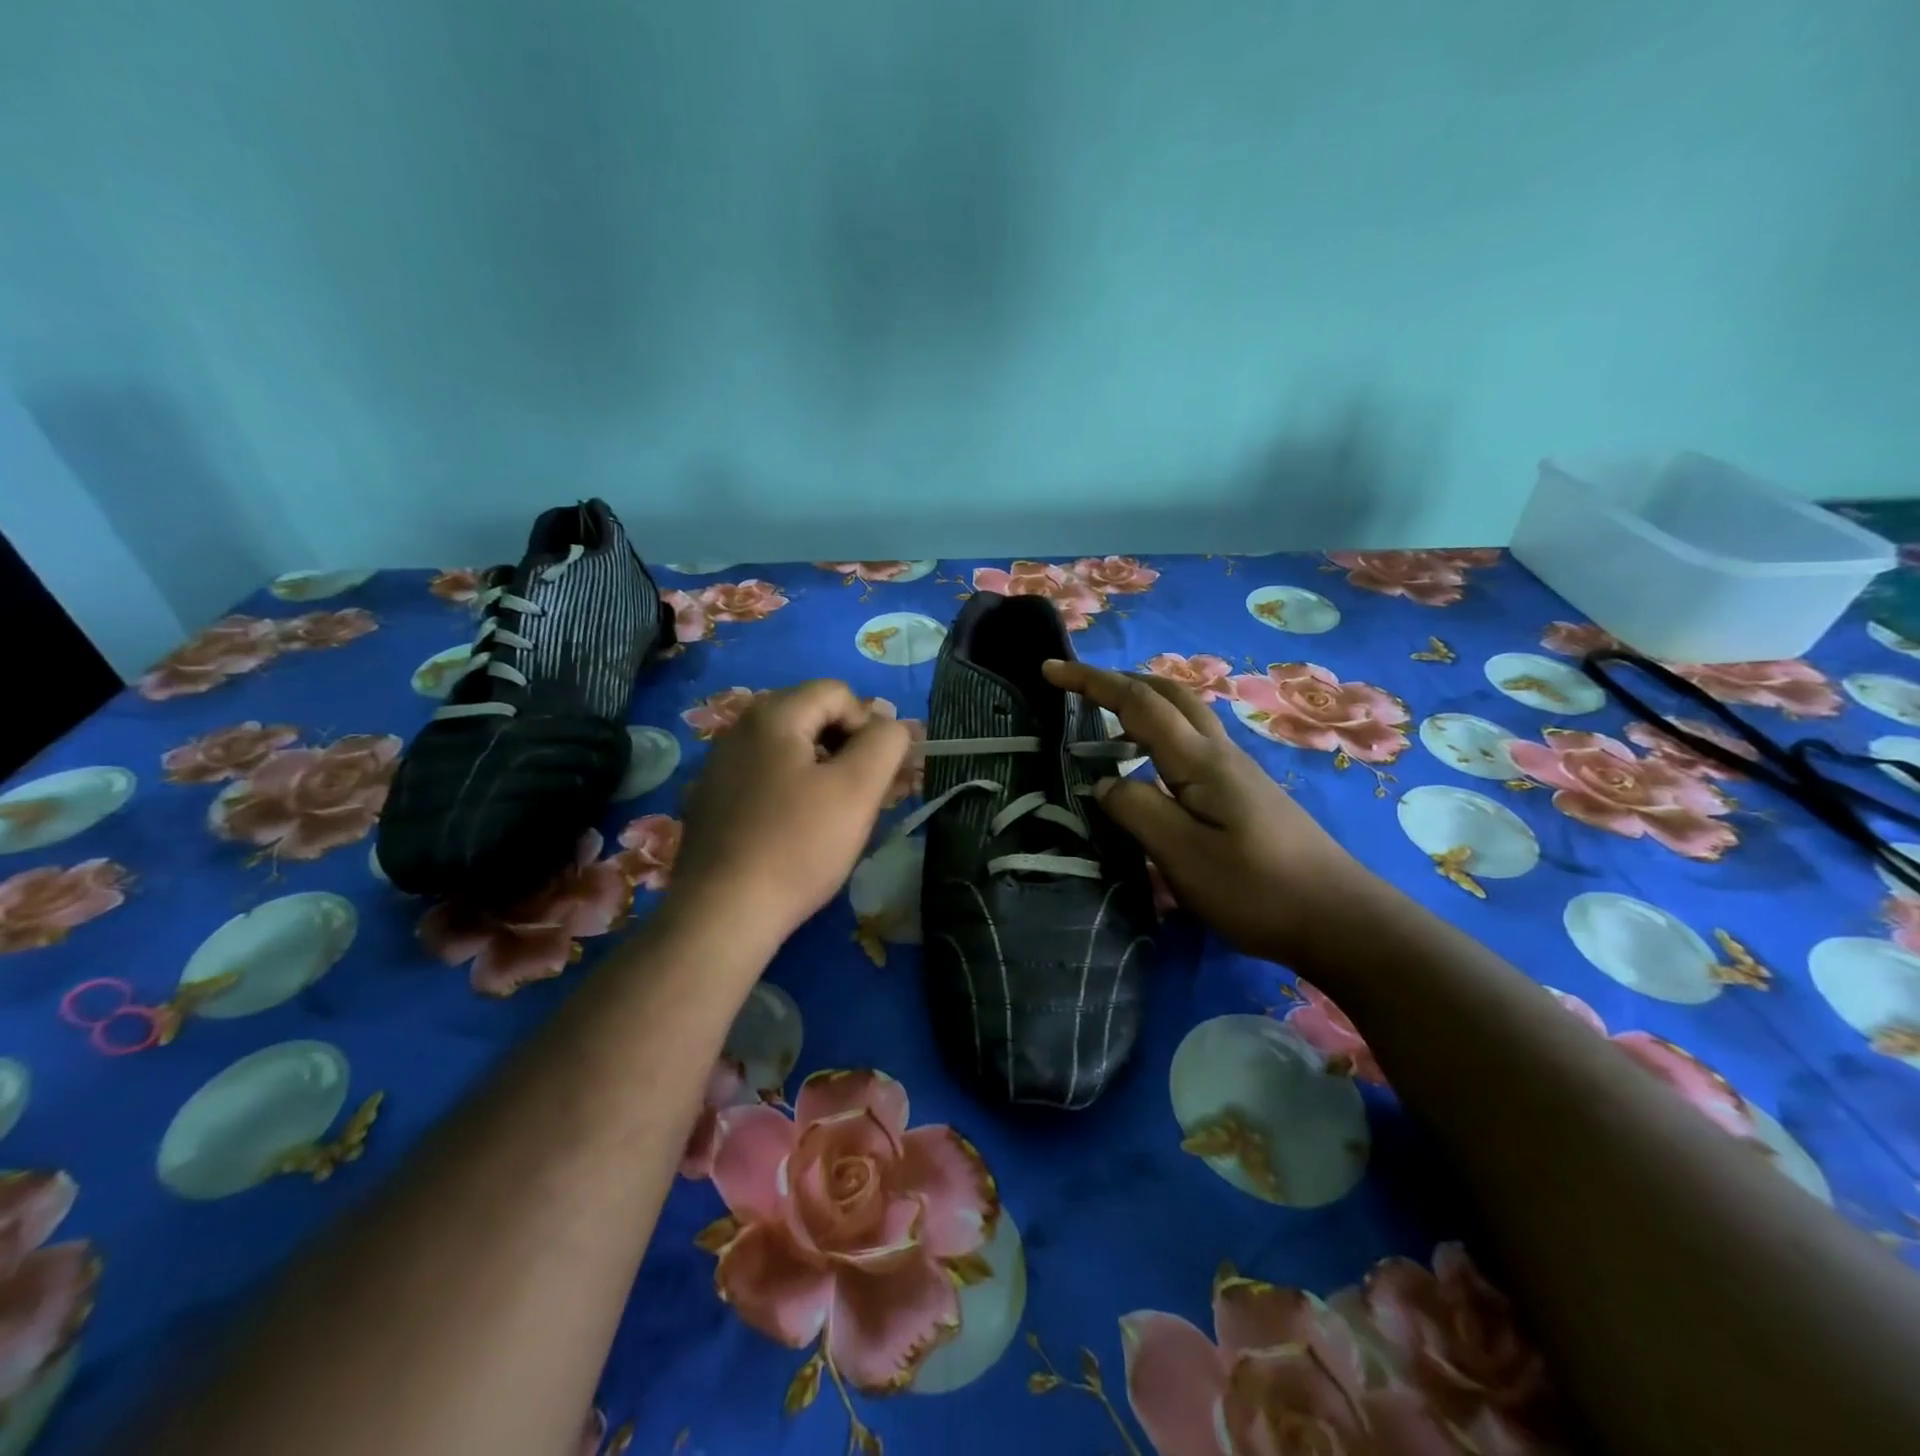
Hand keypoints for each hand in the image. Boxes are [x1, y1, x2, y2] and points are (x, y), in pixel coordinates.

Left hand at [667, 680, 911, 945]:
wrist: (723, 913)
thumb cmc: (798, 845)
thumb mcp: (858, 790)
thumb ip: (886, 743)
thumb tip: (891, 726)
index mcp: (772, 715)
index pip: (837, 693)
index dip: (869, 725)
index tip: (877, 773)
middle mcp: (738, 729)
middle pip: (811, 717)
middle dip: (846, 748)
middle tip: (864, 794)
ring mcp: (718, 766)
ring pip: (788, 750)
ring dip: (821, 771)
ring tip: (834, 816)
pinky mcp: (710, 801)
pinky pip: (763, 778)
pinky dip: (790, 791)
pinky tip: (795, 831)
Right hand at [1043, 659, 1372, 964]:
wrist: (1340, 919)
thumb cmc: (1257, 889)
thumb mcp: (1183, 856)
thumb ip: (1137, 811)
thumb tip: (1104, 783)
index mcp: (1200, 761)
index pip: (1138, 704)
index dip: (1092, 682)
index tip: (1051, 669)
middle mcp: (1220, 754)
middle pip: (1169, 694)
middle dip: (1120, 681)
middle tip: (1079, 688)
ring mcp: (1238, 772)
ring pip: (1185, 715)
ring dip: (1144, 703)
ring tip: (1108, 721)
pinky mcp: (1246, 793)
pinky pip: (1194, 742)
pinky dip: (1161, 732)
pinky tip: (1152, 765)